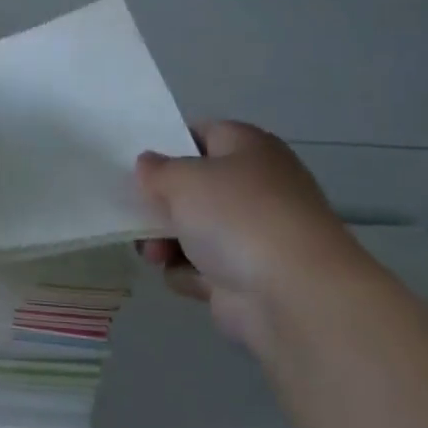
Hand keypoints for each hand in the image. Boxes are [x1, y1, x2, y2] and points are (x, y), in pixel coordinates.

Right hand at [136, 121, 365, 341]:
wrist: (292, 293)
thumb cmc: (238, 217)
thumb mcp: (184, 178)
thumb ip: (157, 169)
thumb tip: (148, 165)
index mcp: (249, 148)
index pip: (203, 133)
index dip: (169, 145)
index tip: (138, 165)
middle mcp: (255, 186)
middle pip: (193, 187)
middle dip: (160, 203)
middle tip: (135, 212)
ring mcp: (253, 233)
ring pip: (191, 229)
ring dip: (165, 242)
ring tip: (154, 254)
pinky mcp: (246, 275)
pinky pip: (201, 266)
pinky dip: (189, 273)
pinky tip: (189, 278)